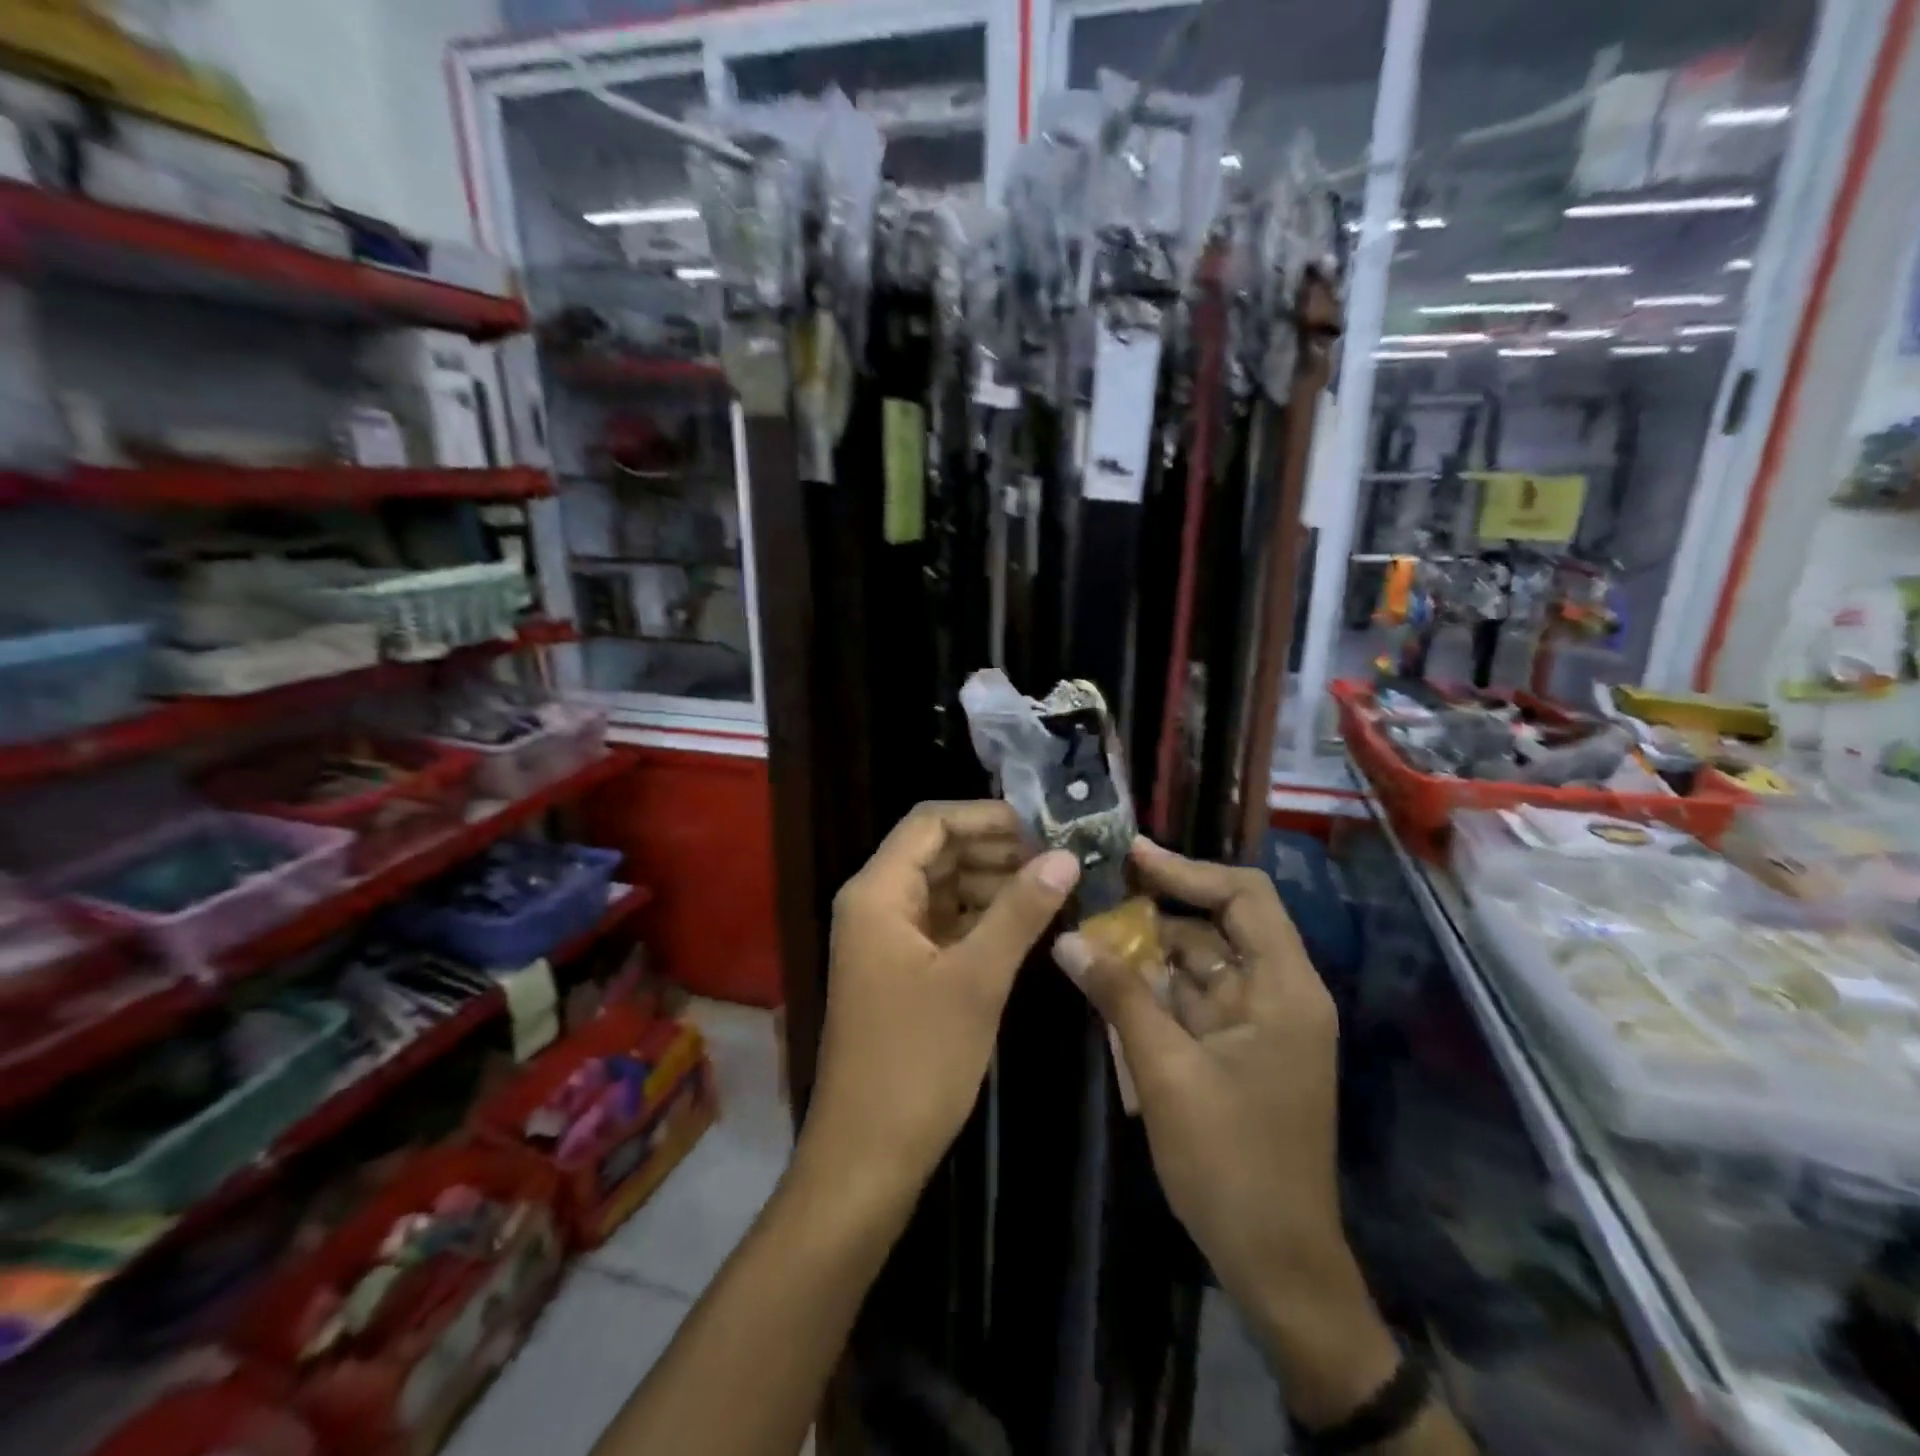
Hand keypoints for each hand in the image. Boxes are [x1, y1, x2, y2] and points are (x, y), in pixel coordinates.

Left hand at [803, 801, 1079, 1196]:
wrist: (867, 1156)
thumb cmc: (916, 1061)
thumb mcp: (976, 980)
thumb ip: (1020, 911)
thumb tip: (1066, 856)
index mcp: (877, 893)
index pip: (930, 823)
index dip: (985, 817)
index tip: (1042, 828)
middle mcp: (875, 904)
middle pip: (937, 851)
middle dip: (995, 849)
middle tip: (1057, 859)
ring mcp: (886, 939)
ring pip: (943, 887)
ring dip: (992, 882)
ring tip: (1051, 889)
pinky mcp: (901, 969)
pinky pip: (943, 923)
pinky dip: (980, 917)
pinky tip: (1024, 924)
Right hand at [1055, 839, 1398, 1427]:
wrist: (1276, 1263)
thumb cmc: (1231, 1163)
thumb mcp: (1165, 1073)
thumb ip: (1118, 996)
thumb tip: (1067, 939)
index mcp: (1284, 989)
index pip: (1245, 896)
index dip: (1188, 870)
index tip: (1131, 855)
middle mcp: (1279, 994)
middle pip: (1219, 925)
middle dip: (1158, 909)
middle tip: (1096, 891)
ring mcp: (1260, 1024)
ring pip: (1201, 962)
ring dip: (1150, 949)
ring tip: (1090, 930)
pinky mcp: (1239, 1049)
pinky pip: (1194, 999)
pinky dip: (1156, 987)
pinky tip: (1109, 979)